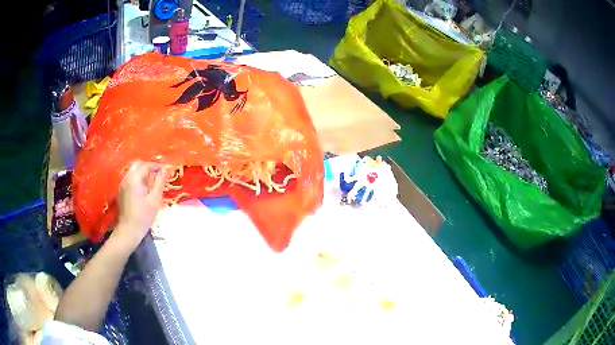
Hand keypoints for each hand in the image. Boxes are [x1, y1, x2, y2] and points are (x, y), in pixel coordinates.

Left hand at [114, 161, 165, 246]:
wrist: (129, 230)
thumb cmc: (143, 216)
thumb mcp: (155, 200)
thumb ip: (159, 183)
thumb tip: (164, 171)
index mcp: (135, 179)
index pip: (146, 165)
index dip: (157, 166)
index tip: (166, 170)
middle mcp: (127, 178)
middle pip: (138, 165)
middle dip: (149, 167)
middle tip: (159, 174)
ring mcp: (123, 184)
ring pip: (133, 171)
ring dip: (143, 172)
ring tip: (152, 181)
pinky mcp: (122, 190)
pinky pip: (130, 178)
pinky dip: (138, 178)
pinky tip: (144, 188)